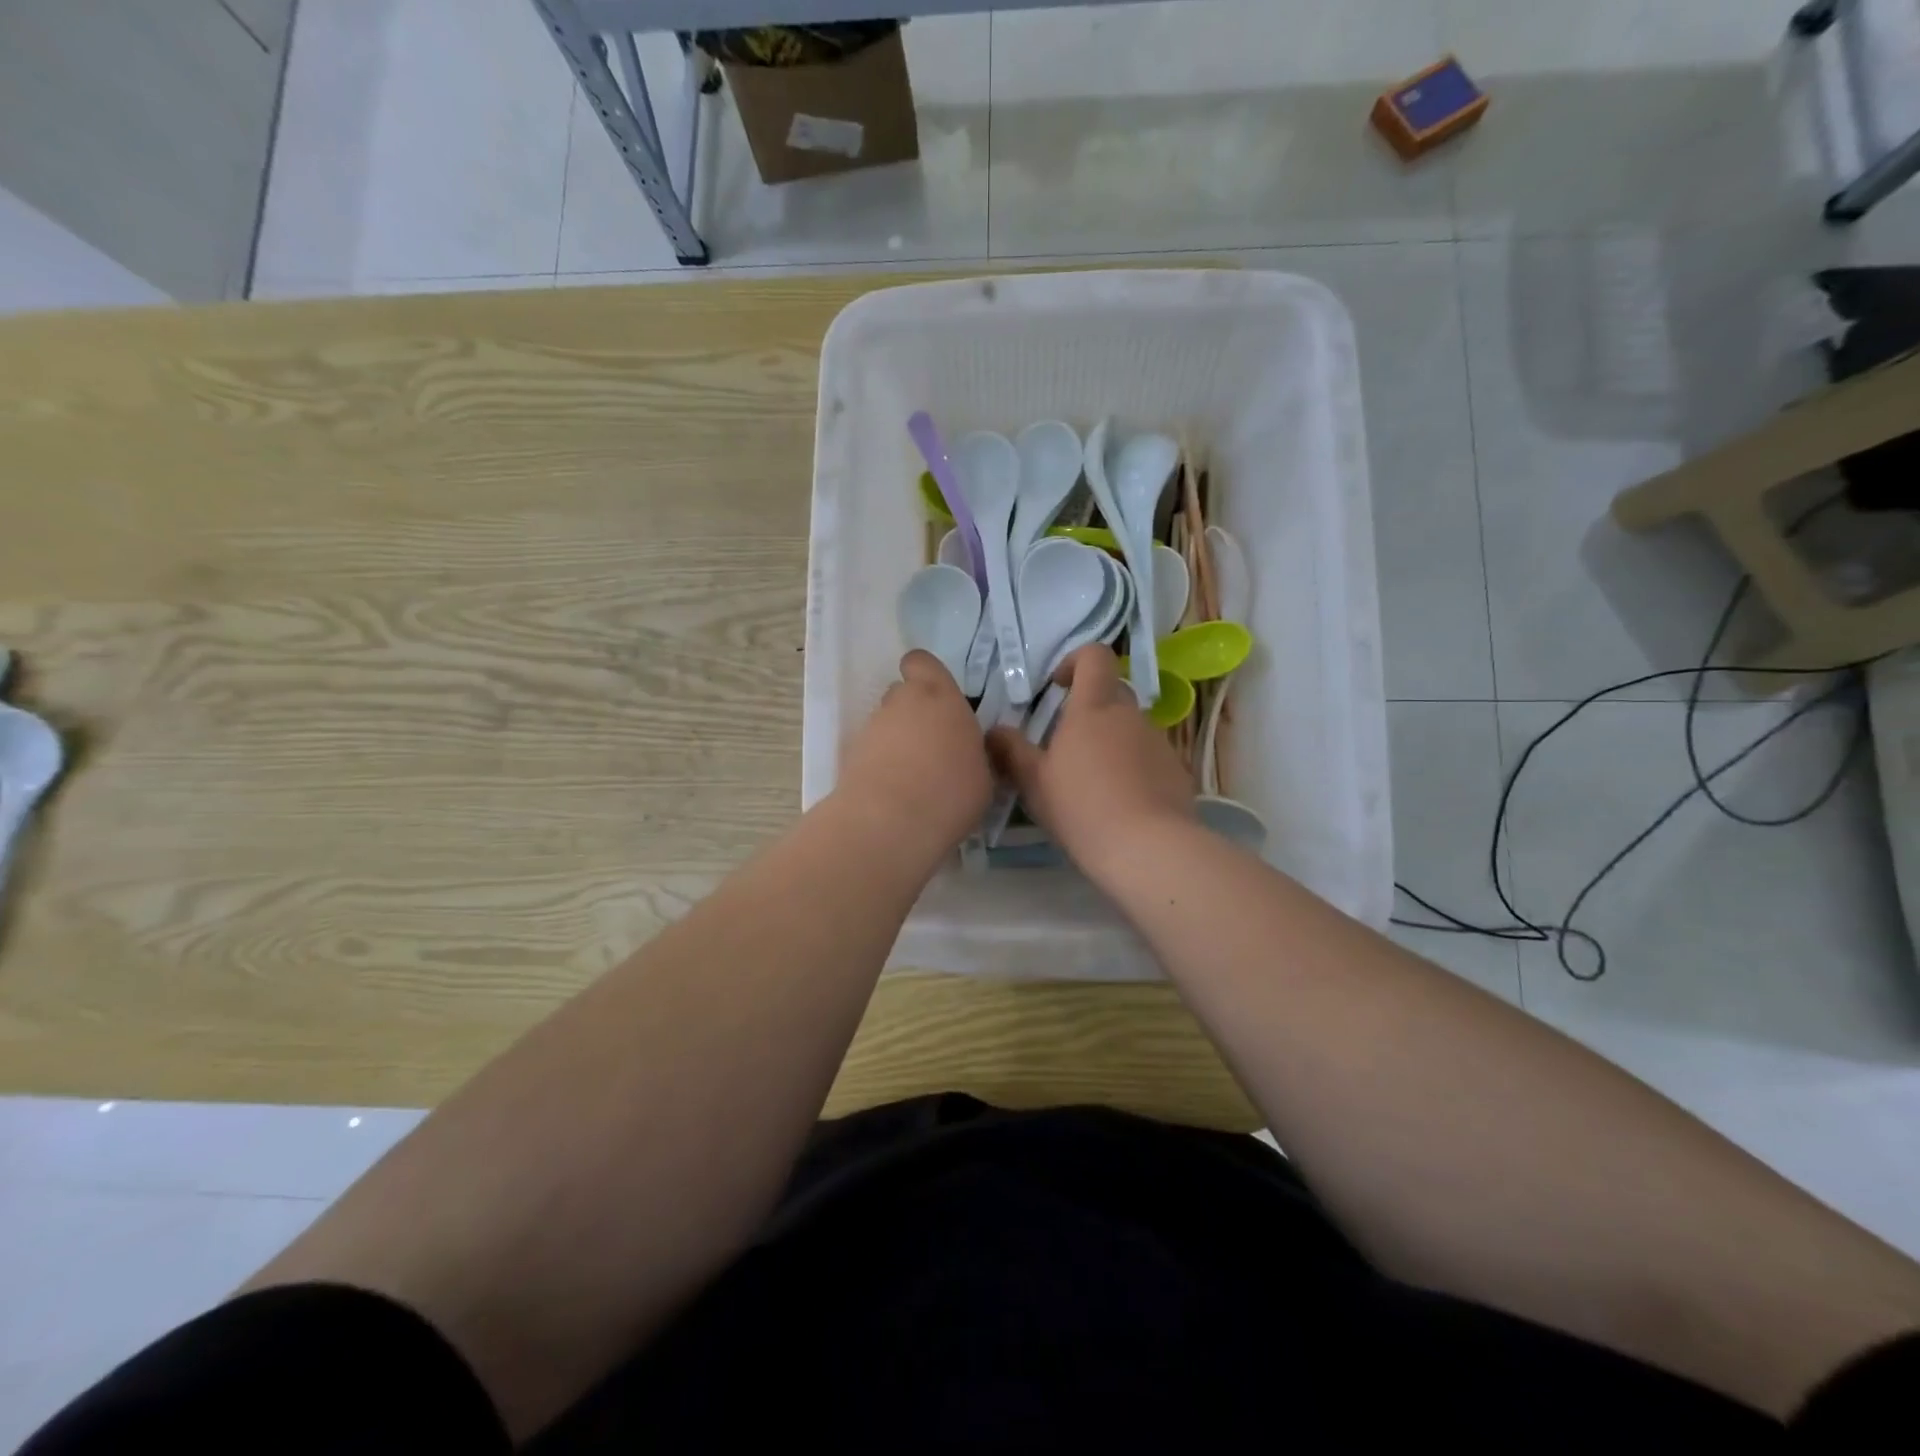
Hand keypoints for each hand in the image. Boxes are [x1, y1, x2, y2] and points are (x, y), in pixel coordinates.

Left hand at [835, 650, 993, 851]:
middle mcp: (901, 702)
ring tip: (913, 778)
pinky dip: (880, 765)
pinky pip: (871, 752)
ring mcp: (871, 728)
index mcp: (940, 696)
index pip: (922, 662)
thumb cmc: (951, 792)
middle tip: (932, 746)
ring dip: (896, 741)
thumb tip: (967, 752)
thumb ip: (974, 752)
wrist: (890, 823)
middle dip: (913, 713)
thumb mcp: (984, 775)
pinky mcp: (849, 755)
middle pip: (902, 694)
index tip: (938, 698)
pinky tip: (895, 794)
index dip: (925, 674)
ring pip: (885, 724)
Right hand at [986, 645, 1194, 868]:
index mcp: (1094, 708)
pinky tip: (1122, 803)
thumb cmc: (1081, 807)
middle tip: (1067, 743)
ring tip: (1094, 781)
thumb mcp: (1034, 782)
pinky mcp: (1177, 770)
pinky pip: (1150, 757)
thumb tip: (994, 730)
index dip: (1075, 661)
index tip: (1057, 686)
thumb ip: (1011, 750)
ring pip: (1132, 727)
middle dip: (1091, 708)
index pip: (1094, 656)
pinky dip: (1134, 768)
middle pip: (1113, 692)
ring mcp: (1159, 742)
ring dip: (1112, 741)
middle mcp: (1131, 715)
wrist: (1148, 849)